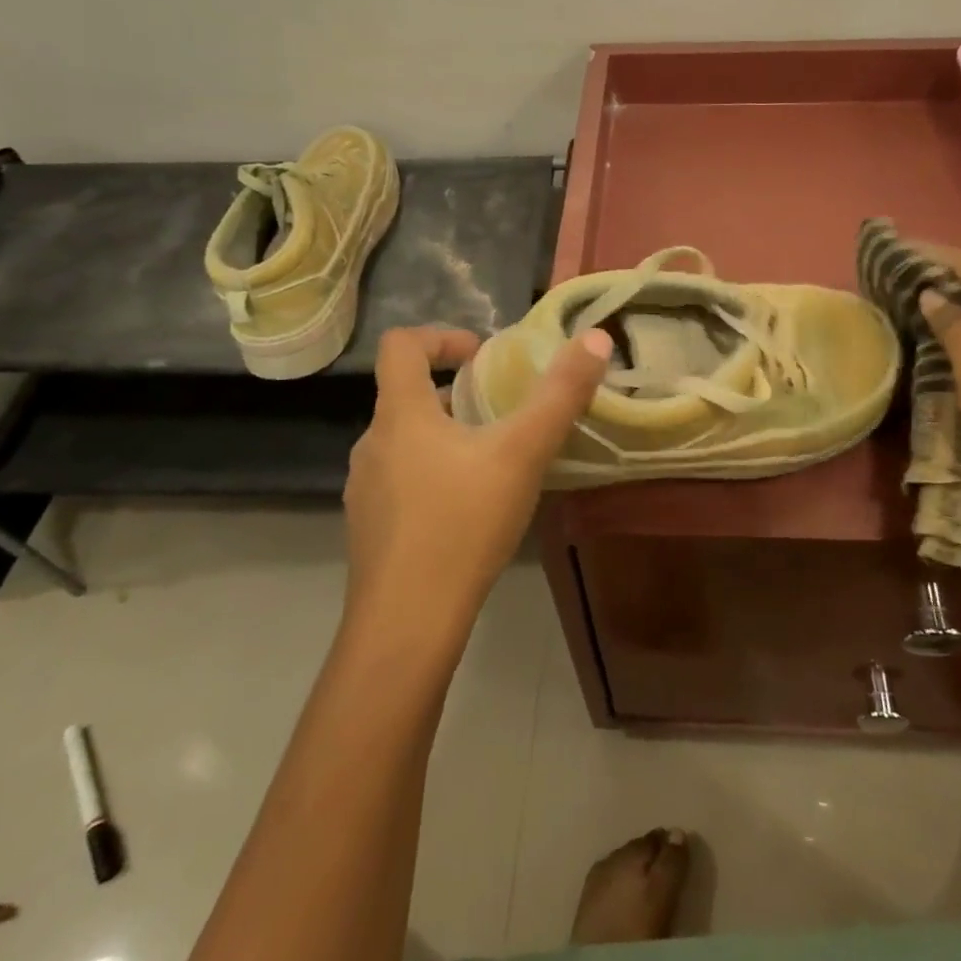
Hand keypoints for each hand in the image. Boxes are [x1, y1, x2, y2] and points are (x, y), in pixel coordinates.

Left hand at [343, 325, 611, 627]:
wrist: (407, 624)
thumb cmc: (462, 525)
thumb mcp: (522, 454)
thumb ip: (561, 395)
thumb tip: (596, 339)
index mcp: (400, 414)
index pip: (401, 345)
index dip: (442, 337)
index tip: (483, 355)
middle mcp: (372, 443)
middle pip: (408, 395)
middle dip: (458, 394)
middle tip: (505, 413)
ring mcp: (365, 489)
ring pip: (407, 442)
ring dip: (448, 436)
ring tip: (495, 462)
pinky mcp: (370, 528)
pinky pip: (403, 481)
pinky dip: (436, 475)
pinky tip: (470, 511)